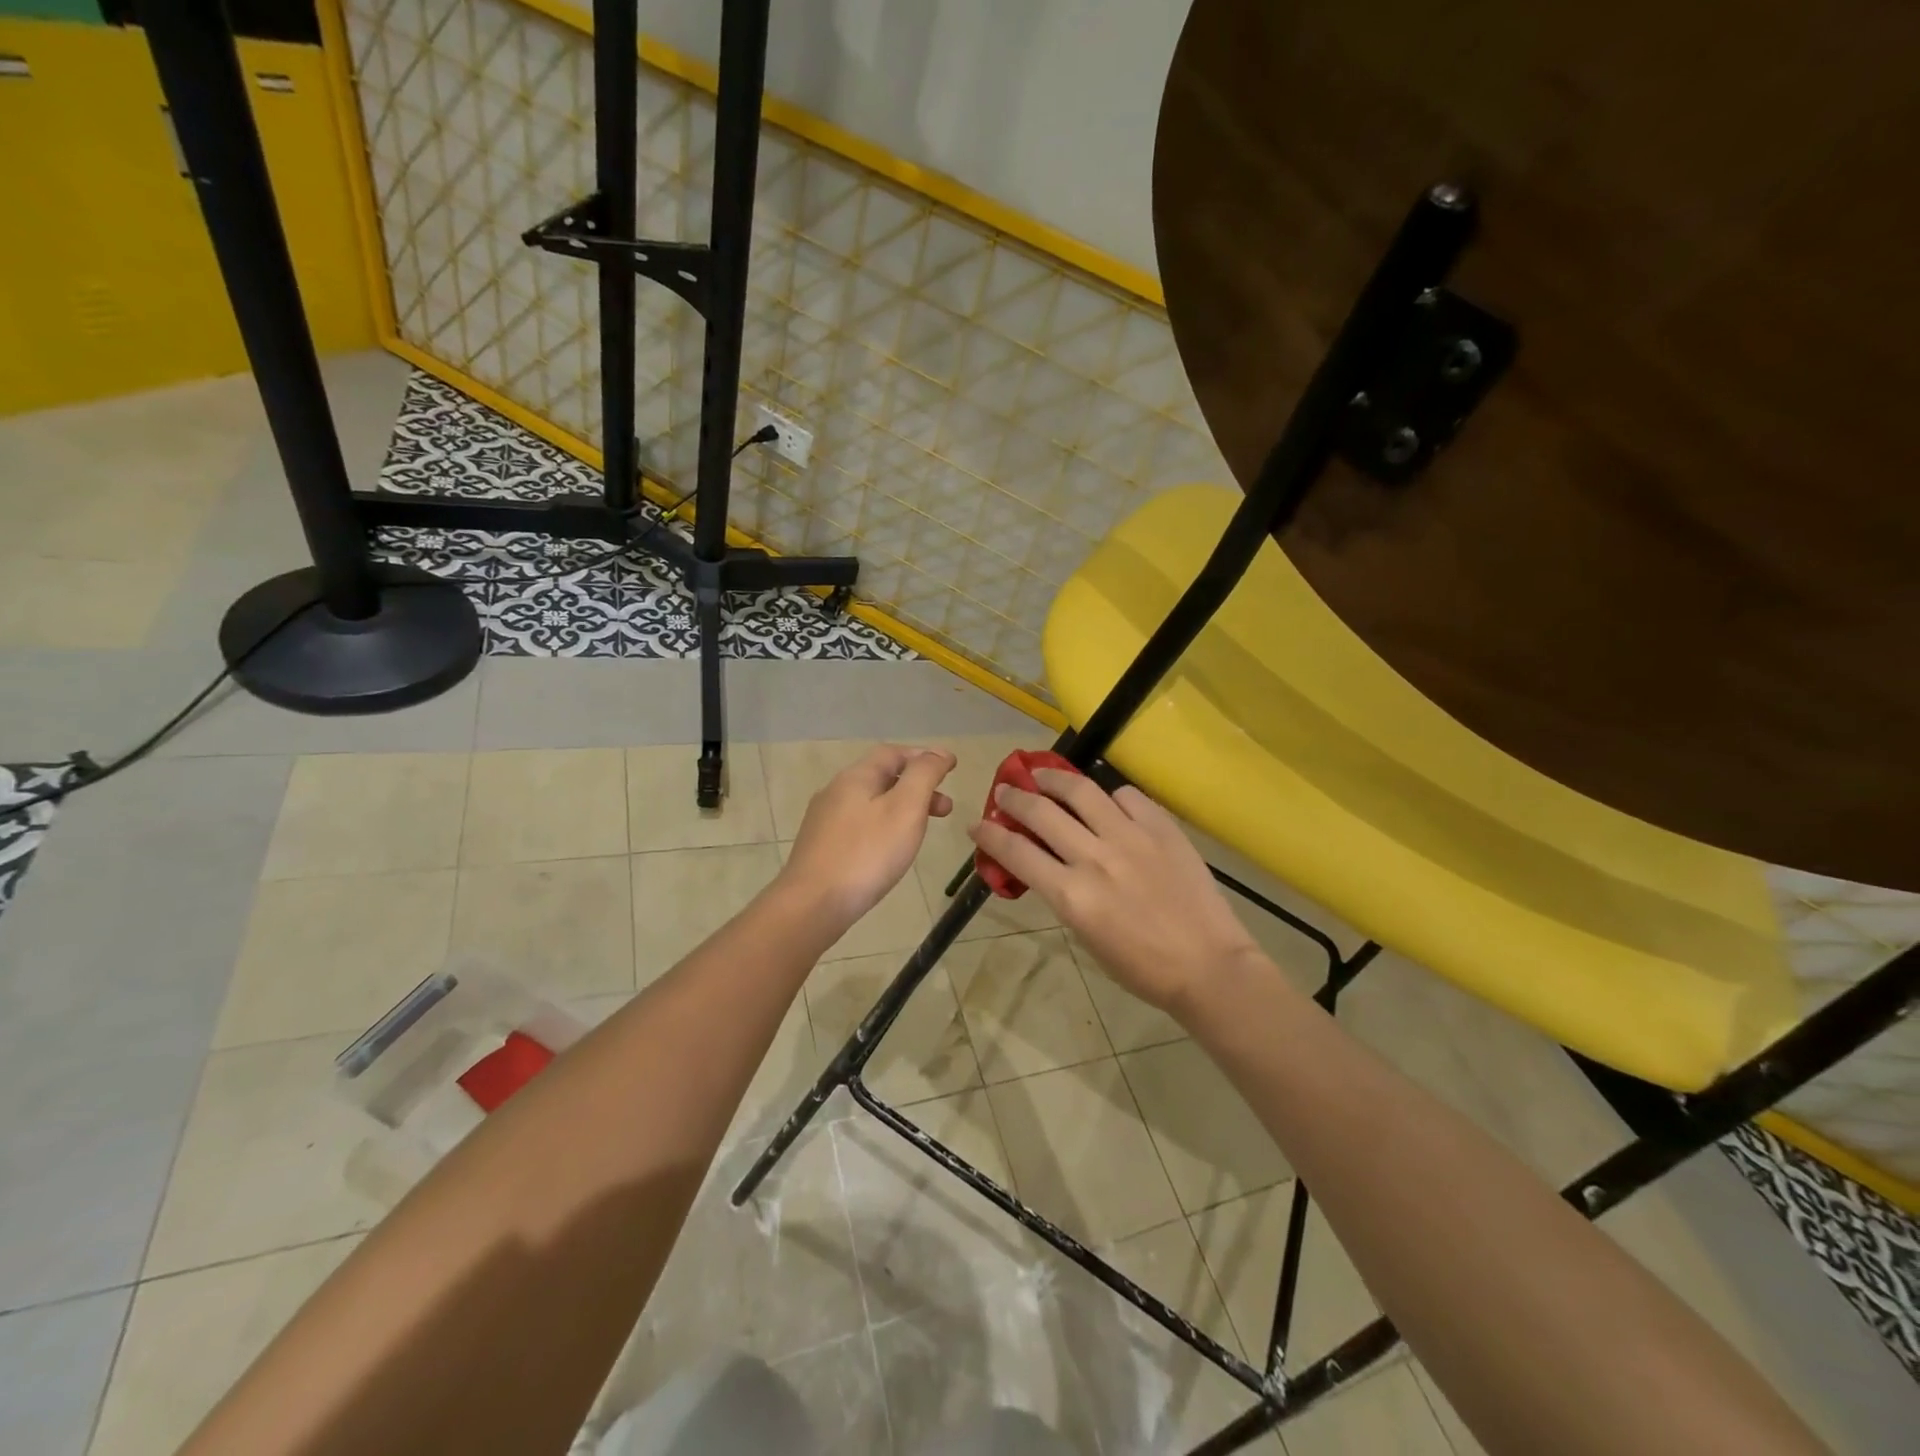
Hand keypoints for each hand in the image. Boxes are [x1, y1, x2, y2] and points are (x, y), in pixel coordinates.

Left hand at [780, 745, 956, 927]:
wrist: (813, 904)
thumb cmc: (867, 854)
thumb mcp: (906, 808)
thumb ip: (924, 775)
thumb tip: (939, 752)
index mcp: (856, 777)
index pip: (893, 753)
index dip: (924, 757)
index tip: (951, 768)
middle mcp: (835, 791)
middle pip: (882, 777)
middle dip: (917, 787)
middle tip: (945, 809)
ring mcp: (824, 820)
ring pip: (871, 802)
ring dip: (902, 808)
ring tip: (922, 831)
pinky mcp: (820, 847)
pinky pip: (859, 825)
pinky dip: (883, 826)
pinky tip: (889, 850)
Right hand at [968, 769, 1260, 1017]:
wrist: (1208, 966)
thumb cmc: (1141, 967)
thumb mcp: (1086, 936)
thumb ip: (1063, 894)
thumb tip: (1046, 863)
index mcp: (1072, 896)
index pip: (1017, 853)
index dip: (990, 835)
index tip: (977, 824)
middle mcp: (1095, 858)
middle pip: (1041, 812)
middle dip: (1013, 798)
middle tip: (1004, 790)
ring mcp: (1131, 838)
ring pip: (1081, 791)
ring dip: (1053, 779)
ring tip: (1042, 775)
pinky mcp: (1162, 828)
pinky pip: (1126, 796)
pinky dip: (1109, 796)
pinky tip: (1106, 802)